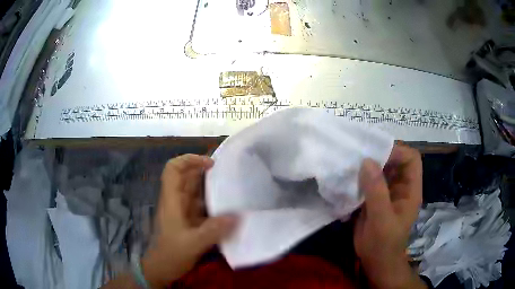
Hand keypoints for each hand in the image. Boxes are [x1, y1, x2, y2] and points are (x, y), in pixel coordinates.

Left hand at [142, 154, 236, 287]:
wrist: (162, 268)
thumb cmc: (171, 254)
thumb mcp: (192, 244)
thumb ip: (213, 231)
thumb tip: (237, 216)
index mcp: (172, 200)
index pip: (173, 169)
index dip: (189, 160)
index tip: (210, 164)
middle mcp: (176, 201)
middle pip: (186, 176)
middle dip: (205, 170)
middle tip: (228, 173)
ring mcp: (183, 210)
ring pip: (195, 190)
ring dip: (211, 186)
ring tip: (232, 187)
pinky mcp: (189, 220)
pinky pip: (201, 204)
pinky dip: (213, 202)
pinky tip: (228, 208)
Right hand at [354, 145, 424, 288]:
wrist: (376, 262)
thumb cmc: (383, 243)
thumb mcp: (381, 219)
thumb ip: (376, 191)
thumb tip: (367, 161)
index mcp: (410, 189)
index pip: (411, 159)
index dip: (397, 151)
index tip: (376, 154)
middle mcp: (401, 187)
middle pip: (395, 161)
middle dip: (379, 155)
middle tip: (359, 154)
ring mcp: (387, 192)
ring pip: (381, 169)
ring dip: (367, 166)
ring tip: (351, 163)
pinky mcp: (375, 198)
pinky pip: (369, 181)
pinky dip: (359, 177)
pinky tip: (348, 179)